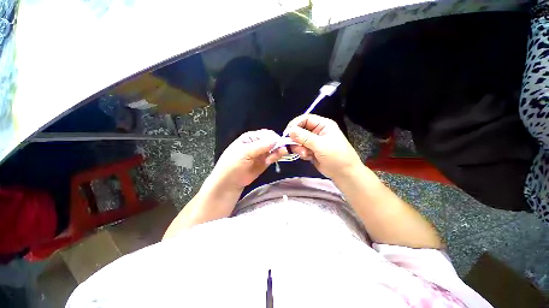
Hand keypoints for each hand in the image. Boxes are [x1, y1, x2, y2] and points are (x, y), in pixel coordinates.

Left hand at [210, 129, 285, 189]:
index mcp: (251, 137)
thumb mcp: (244, 153)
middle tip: (284, 148)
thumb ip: (260, 146)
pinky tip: (278, 157)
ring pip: (274, 148)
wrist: (229, 182)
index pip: (266, 134)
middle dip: (278, 143)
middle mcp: (258, 143)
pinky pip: (273, 157)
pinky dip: (277, 156)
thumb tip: (276, 140)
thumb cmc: (233, 164)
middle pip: (272, 140)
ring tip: (283, 152)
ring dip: (279, 150)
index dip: (274, 137)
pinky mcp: (265, 162)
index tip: (279, 143)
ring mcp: (262, 153)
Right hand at [285, 114, 361, 178]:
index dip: (295, 124)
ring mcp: (314, 142)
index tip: (287, 133)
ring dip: (299, 148)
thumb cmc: (336, 156)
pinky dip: (302, 153)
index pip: (305, 119)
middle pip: (300, 130)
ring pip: (299, 141)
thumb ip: (304, 137)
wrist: (344, 174)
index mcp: (323, 125)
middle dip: (297, 139)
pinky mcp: (311, 150)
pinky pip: (301, 149)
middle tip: (296, 147)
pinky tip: (308, 157)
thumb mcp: (320, 145)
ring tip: (306, 155)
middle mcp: (317, 131)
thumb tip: (290, 131)